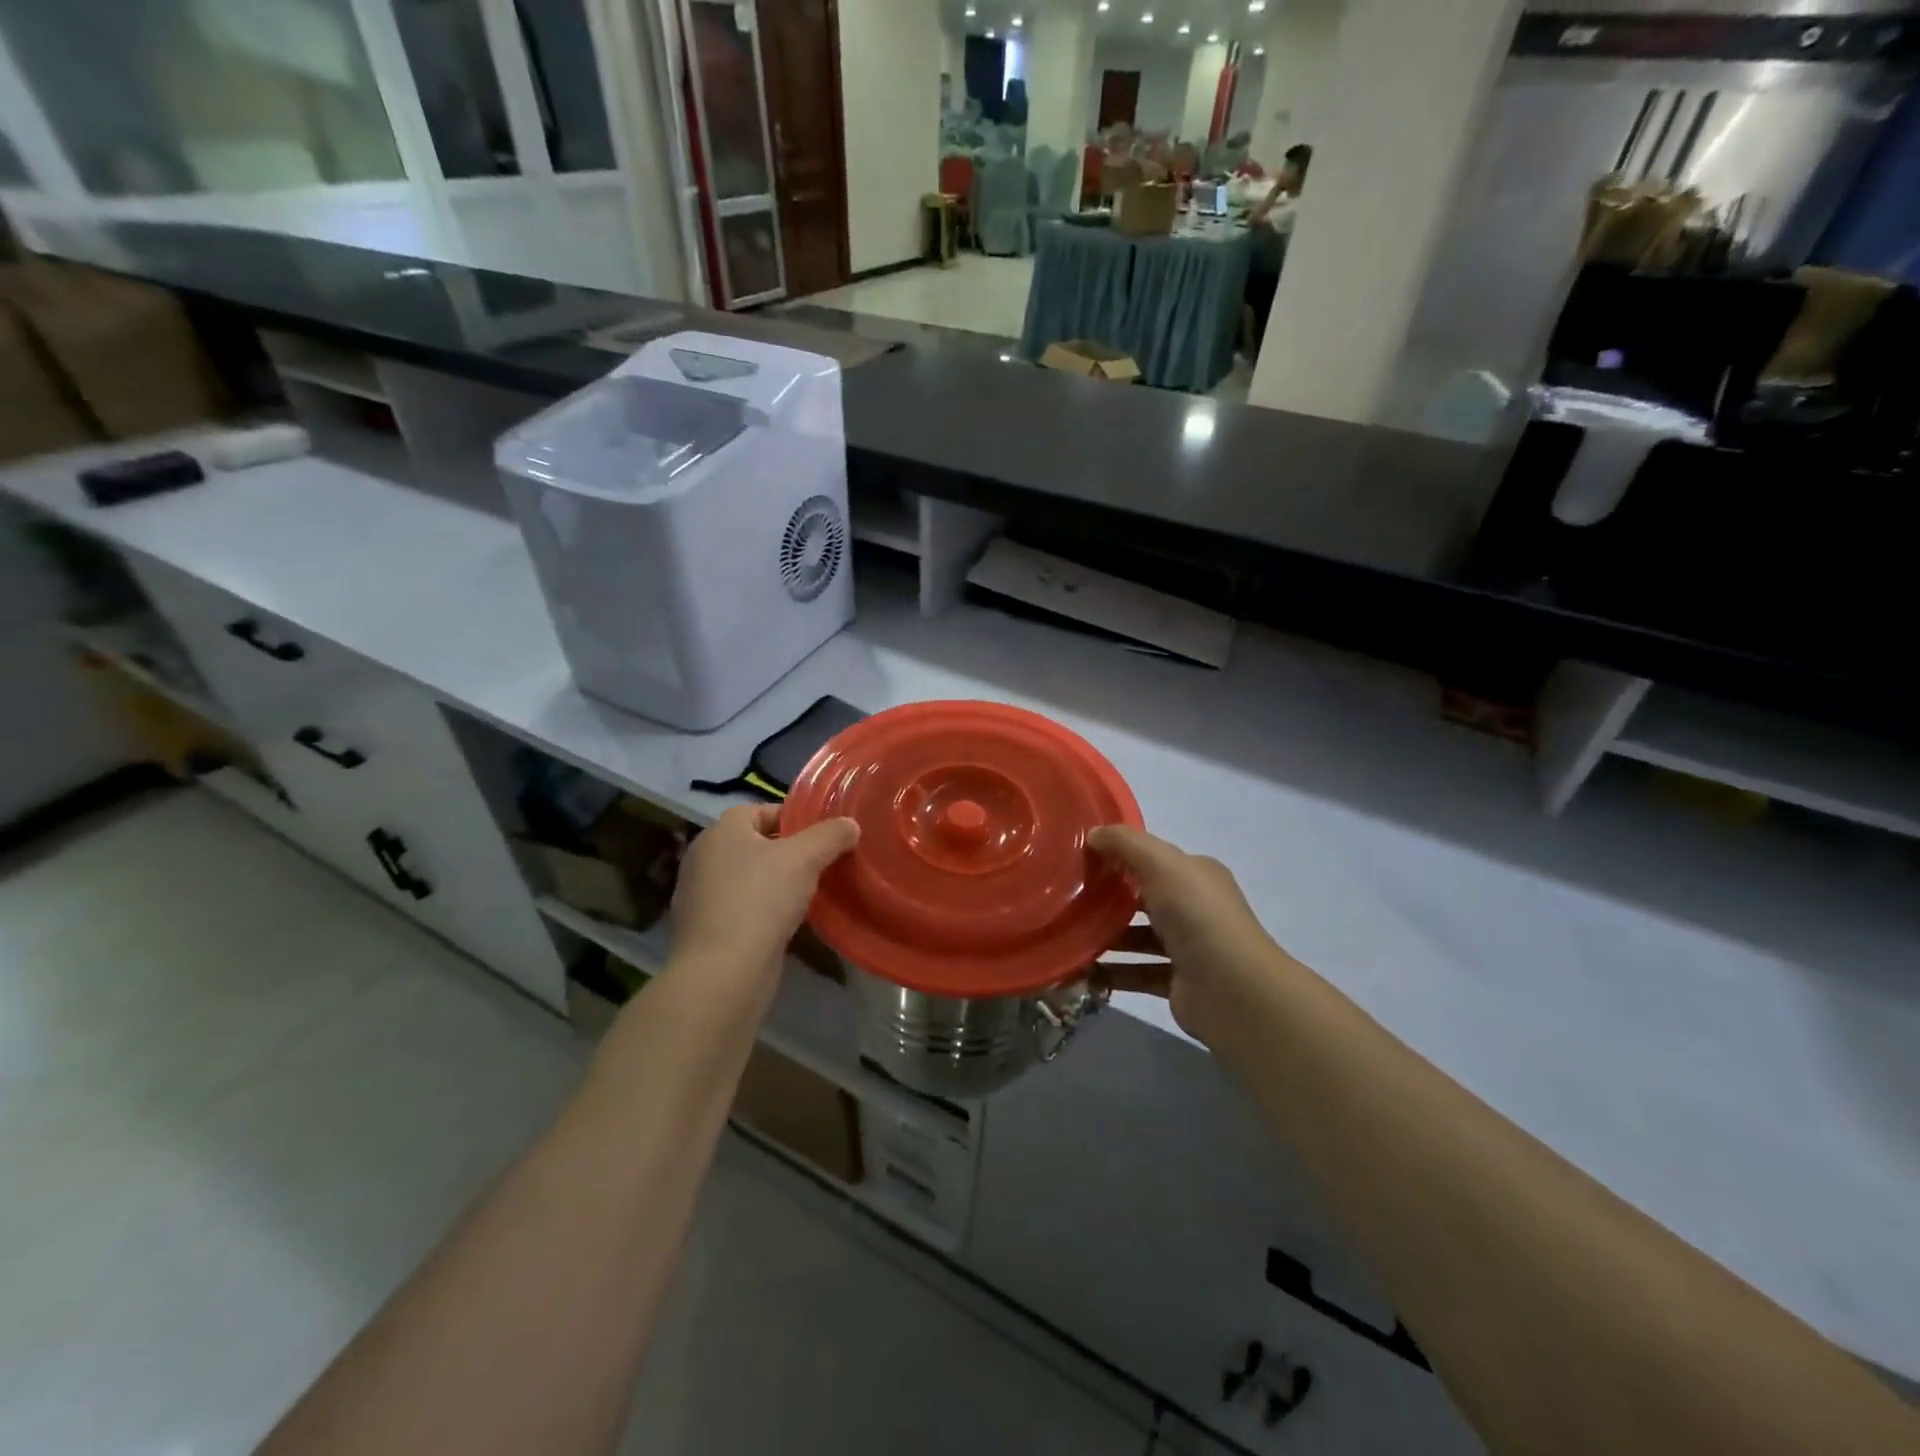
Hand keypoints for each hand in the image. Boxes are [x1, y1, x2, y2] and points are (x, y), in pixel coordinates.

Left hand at [666, 805, 857, 1006]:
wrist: (723, 973)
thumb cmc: (761, 900)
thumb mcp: (805, 857)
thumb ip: (831, 835)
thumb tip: (850, 825)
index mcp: (721, 831)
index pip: (761, 811)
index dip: (795, 818)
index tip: (824, 835)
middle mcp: (704, 858)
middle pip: (756, 845)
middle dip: (789, 853)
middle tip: (823, 863)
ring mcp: (701, 897)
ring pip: (750, 879)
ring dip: (777, 884)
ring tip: (812, 894)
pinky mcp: (707, 930)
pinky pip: (743, 909)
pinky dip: (764, 912)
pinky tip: (789, 924)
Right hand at [1089, 826, 1290, 1047]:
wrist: (1232, 990)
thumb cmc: (1197, 915)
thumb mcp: (1161, 864)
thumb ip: (1126, 843)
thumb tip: (1093, 834)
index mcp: (1196, 876)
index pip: (1155, 861)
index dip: (1120, 857)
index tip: (1080, 860)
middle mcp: (1195, 909)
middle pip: (1143, 899)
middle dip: (1108, 899)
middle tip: (1066, 898)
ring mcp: (1187, 948)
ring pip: (1137, 938)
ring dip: (1106, 937)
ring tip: (1067, 934)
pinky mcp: (1177, 983)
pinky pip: (1136, 974)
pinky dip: (1111, 972)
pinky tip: (1080, 969)